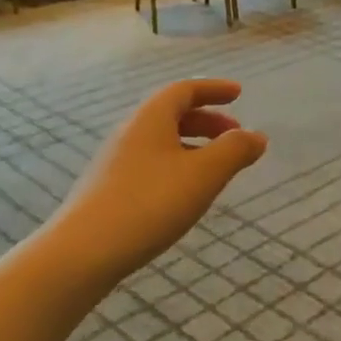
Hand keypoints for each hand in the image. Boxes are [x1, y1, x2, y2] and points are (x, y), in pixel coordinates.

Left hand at [59, 80, 267, 273]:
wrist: (83, 251)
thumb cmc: (150, 203)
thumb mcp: (204, 175)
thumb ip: (235, 151)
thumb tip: (257, 136)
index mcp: (151, 119)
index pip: (184, 90)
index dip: (214, 89)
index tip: (238, 94)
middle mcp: (130, 132)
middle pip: (172, 114)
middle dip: (207, 120)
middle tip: (235, 137)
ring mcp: (114, 161)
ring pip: (161, 141)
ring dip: (193, 145)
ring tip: (215, 168)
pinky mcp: (107, 189)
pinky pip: (150, 163)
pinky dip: (176, 165)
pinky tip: (184, 193)